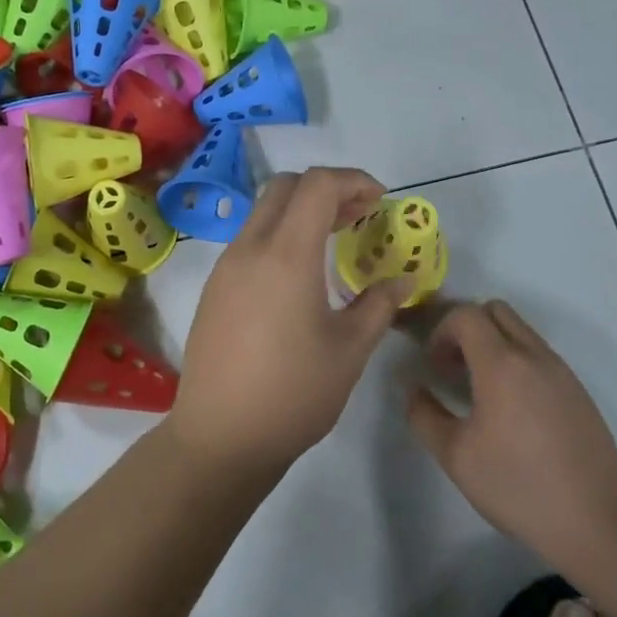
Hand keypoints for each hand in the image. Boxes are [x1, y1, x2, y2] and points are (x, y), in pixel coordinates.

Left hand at [170, 168, 409, 471]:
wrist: (220, 436)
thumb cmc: (293, 393)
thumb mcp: (349, 350)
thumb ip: (379, 305)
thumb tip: (402, 280)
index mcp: (286, 255)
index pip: (317, 185)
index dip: (354, 180)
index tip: (380, 201)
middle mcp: (249, 248)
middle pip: (285, 187)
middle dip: (326, 189)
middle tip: (359, 217)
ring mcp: (225, 267)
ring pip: (263, 213)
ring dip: (300, 213)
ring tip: (334, 242)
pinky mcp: (213, 288)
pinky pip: (249, 241)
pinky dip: (279, 236)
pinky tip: (300, 275)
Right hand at [406, 300, 616, 567]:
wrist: (597, 523)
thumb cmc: (518, 487)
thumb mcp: (455, 456)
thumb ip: (424, 415)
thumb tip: (416, 391)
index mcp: (502, 364)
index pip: (465, 314)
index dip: (441, 331)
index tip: (434, 366)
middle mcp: (534, 356)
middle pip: (495, 310)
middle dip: (467, 328)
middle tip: (455, 368)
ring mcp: (562, 372)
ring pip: (520, 330)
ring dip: (493, 344)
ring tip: (481, 390)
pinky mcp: (579, 391)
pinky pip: (540, 354)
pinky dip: (517, 362)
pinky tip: (513, 410)